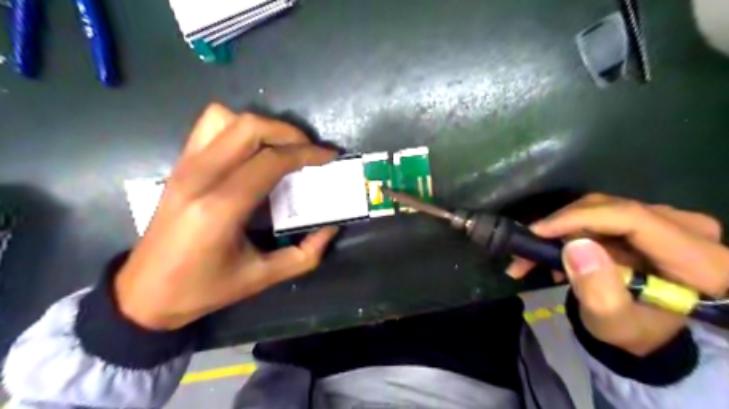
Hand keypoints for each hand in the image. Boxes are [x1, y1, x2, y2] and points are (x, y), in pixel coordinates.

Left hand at [114, 103, 339, 329]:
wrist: (144, 292)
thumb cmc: (204, 288)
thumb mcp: (262, 278)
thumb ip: (305, 254)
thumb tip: (331, 228)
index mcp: (221, 208)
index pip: (271, 161)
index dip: (306, 153)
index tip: (328, 156)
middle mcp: (200, 177)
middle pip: (250, 128)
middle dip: (288, 133)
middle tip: (309, 151)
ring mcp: (185, 166)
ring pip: (227, 118)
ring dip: (262, 127)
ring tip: (281, 148)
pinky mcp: (179, 165)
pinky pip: (209, 126)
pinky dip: (237, 128)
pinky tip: (251, 150)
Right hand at [508, 193, 728, 356]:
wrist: (645, 329)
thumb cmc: (632, 332)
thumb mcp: (613, 323)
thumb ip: (598, 291)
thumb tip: (575, 247)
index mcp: (701, 261)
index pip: (632, 218)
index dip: (579, 219)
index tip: (537, 232)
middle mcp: (689, 229)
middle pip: (611, 209)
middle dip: (562, 227)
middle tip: (526, 250)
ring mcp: (669, 220)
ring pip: (599, 208)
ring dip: (561, 230)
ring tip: (533, 256)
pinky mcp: (647, 219)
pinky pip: (599, 213)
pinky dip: (570, 230)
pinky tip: (554, 252)